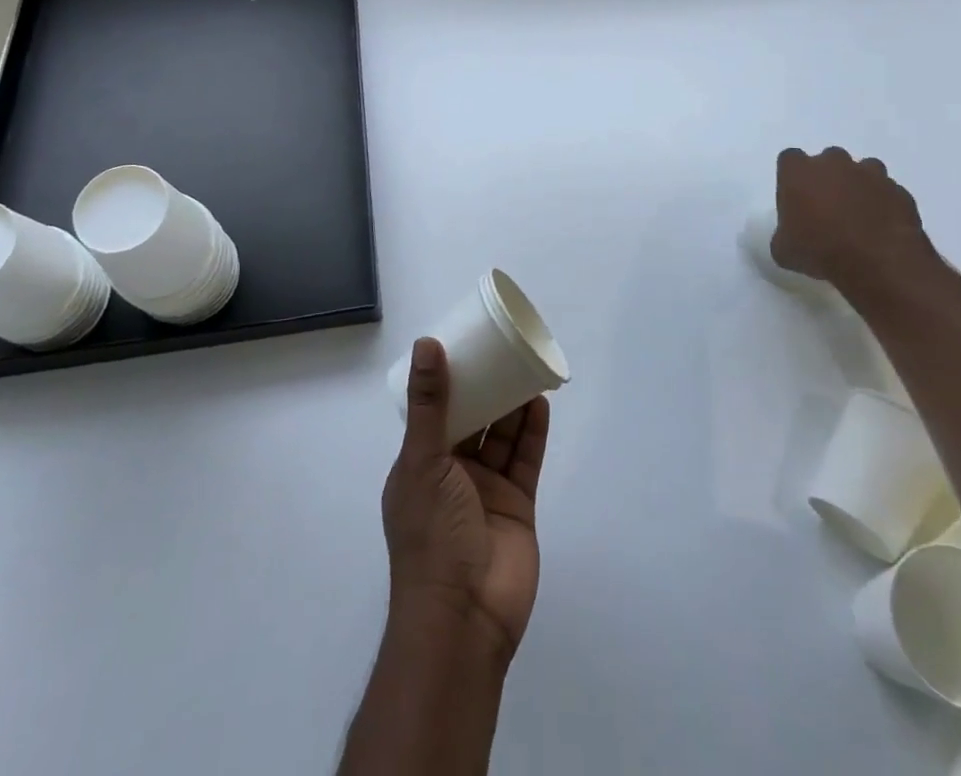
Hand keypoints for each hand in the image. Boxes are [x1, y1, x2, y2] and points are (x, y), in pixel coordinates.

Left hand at [382, 338, 549, 663]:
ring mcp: (486, 491)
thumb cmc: (432, 534)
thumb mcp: (423, 461)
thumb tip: (426, 343)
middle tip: (502, 351)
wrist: (465, 617)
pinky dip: (532, 433)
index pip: (435, 413)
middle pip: (473, 421)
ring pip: (501, 437)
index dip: (448, 381)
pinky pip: (524, 460)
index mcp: (421, 464)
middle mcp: (452, 474)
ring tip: (524, 367)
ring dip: (511, 405)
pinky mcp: (517, 505)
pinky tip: (539, 403)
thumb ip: (430, 404)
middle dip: (486, 389)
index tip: (464, 346)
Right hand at [770, 146, 934, 287]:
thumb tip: (789, 237)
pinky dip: (884, 204)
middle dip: (828, 178)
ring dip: (859, 187)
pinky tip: (881, 228)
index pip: (789, 159)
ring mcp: (870, 174)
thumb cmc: (819, 250)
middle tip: (827, 208)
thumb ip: (783, 234)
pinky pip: (888, 192)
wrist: (878, 262)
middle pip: (828, 160)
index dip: (792, 178)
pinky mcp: (899, 191)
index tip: (795, 198)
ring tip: (858, 216)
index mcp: (798, 171)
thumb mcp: (783, 250)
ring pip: (863, 171)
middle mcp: (834, 163)